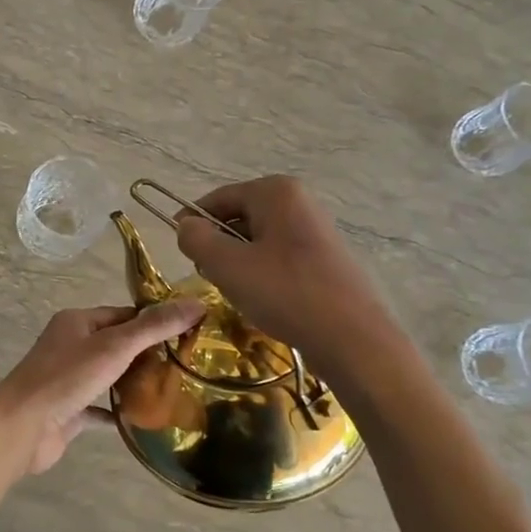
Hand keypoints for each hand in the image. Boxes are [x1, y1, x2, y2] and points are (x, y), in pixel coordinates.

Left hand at [0, 301, 204, 476]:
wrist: (21, 427)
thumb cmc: (66, 378)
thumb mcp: (114, 346)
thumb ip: (154, 327)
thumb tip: (196, 303)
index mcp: (77, 322)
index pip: (123, 315)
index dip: (154, 322)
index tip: (189, 334)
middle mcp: (70, 346)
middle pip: (118, 345)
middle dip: (149, 354)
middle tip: (188, 365)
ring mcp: (68, 379)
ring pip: (109, 376)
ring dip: (135, 383)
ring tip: (175, 390)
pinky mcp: (68, 410)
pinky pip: (100, 407)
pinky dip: (120, 412)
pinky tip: (146, 420)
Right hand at [174, 176, 383, 359]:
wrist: (352, 339)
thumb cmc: (285, 293)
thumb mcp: (227, 265)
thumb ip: (197, 239)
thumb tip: (186, 226)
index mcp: (276, 192)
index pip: (217, 199)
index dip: (191, 221)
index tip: (177, 249)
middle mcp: (298, 202)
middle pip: (238, 218)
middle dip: (218, 246)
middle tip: (208, 277)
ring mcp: (315, 230)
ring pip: (257, 241)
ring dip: (238, 264)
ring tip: (238, 293)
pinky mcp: (324, 259)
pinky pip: (278, 258)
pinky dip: (262, 275)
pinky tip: (263, 302)